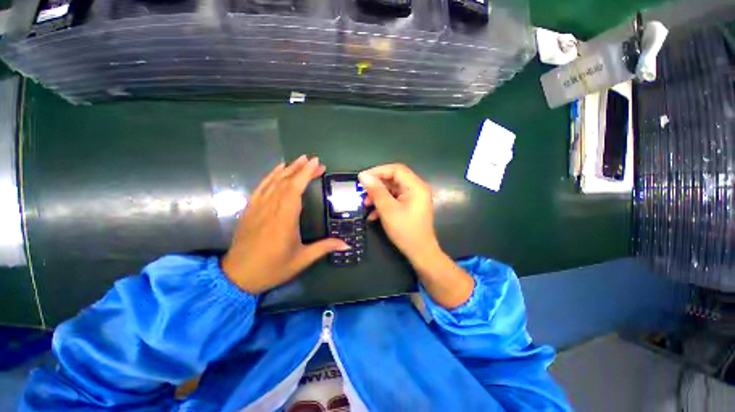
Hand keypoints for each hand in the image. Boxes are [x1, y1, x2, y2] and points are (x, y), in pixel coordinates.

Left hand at [222, 156, 348, 293]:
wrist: (238, 276)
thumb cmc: (273, 268)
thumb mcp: (302, 259)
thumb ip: (325, 247)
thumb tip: (347, 244)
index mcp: (284, 219)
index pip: (295, 190)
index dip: (306, 174)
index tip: (317, 163)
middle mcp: (270, 209)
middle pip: (286, 182)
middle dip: (301, 169)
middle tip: (315, 161)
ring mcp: (258, 207)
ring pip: (273, 182)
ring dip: (288, 169)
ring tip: (300, 159)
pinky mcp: (250, 209)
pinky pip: (261, 187)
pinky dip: (270, 176)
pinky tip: (278, 169)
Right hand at [358, 164, 440, 262]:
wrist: (420, 252)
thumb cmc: (405, 230)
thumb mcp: (388, 210)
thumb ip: (376, 191)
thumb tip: (363, 176)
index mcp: (416, 186)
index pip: (396, 169)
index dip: (378, 171)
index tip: (362, 178)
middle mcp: (416, 188)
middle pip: (394, 179)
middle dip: (377, 185)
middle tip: (363, 193)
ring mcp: (413, 198)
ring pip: (392, 190)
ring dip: (378, 196)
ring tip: (366, 204)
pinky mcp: (410, 206)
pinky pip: (394, 199)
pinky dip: (384, 204)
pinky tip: (373, 215)